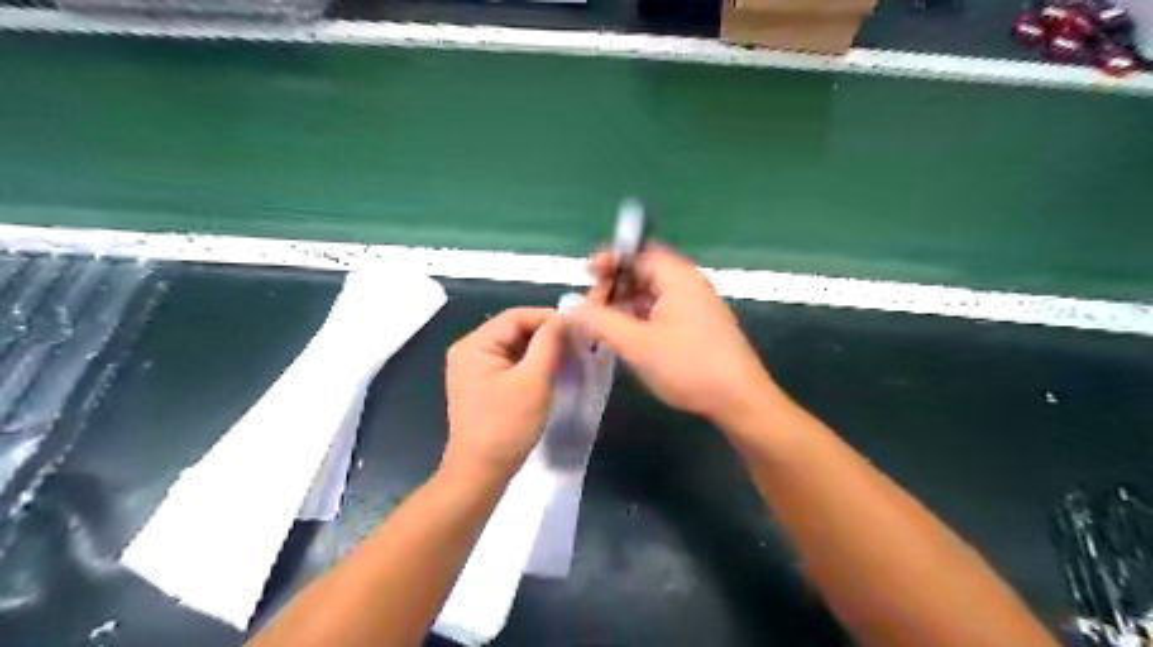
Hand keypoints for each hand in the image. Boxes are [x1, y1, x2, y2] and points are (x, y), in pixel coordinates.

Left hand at [443, 306, 566, 480]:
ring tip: (570, 355)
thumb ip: (549, 343)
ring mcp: (474, 368)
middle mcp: (469, 350)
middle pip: (514, 329)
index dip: (548, 317)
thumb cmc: (507, 425)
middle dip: (546, 334)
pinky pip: (510, 363)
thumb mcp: (534, 380)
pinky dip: (531, 363)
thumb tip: (564, 318)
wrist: (481, 472)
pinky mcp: (482, 384)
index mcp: (474, 344)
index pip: (516, 316)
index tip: (579, 325)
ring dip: (541, 349)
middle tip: (577, 342)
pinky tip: (553, 370)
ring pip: (514, 347)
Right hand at [569, 243, 773, 424]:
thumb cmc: (688, 366)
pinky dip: (640, 317)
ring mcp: (696, 306)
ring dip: (625, 304)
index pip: (638, 252)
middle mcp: (689, 284)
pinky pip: (662, 311)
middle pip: (644, 271)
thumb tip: (572, 308)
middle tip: (591, 307)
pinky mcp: (698, 327)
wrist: (739, 400)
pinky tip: (627, 337)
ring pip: (652, 294)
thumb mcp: (637, 344)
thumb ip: (600, 322)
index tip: (586, 274)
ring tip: (603, 324)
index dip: (609, 260)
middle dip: (614, 285)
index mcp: (677, 277)